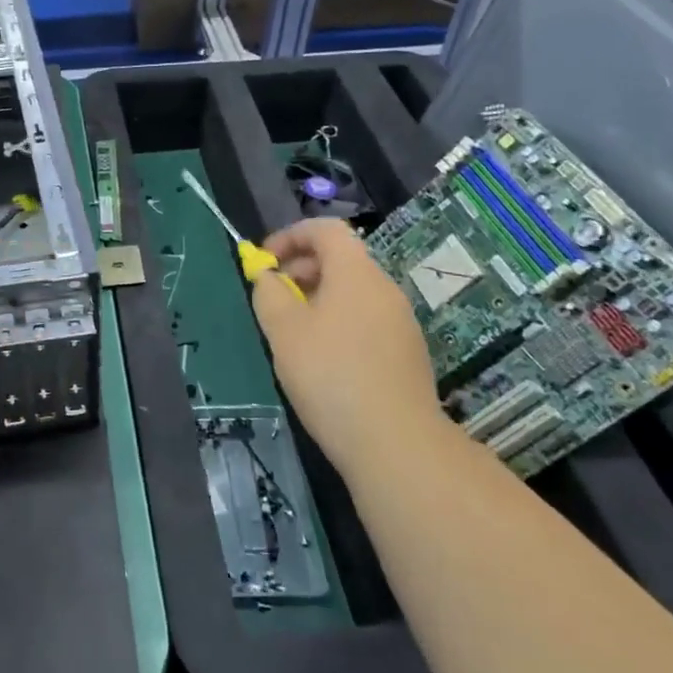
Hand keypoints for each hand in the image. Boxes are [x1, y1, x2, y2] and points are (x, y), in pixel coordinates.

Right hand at [250, 219, 441, 480]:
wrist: (396, 443)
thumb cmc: (330, 375)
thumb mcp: (283, 331)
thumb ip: (268, 294)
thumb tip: (268, 277)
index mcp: (355, 272)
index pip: (324, 230)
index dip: (290, 236)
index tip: (264, 262)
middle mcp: (384, 288)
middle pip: (340, 259)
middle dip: (300, 269)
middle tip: (273, 299)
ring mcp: (401, 321)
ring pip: (353, 291)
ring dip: (318, 298)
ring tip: (292, 333)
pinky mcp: (407, 352)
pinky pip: (366, 318)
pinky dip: (339, 322)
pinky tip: (323, 360)